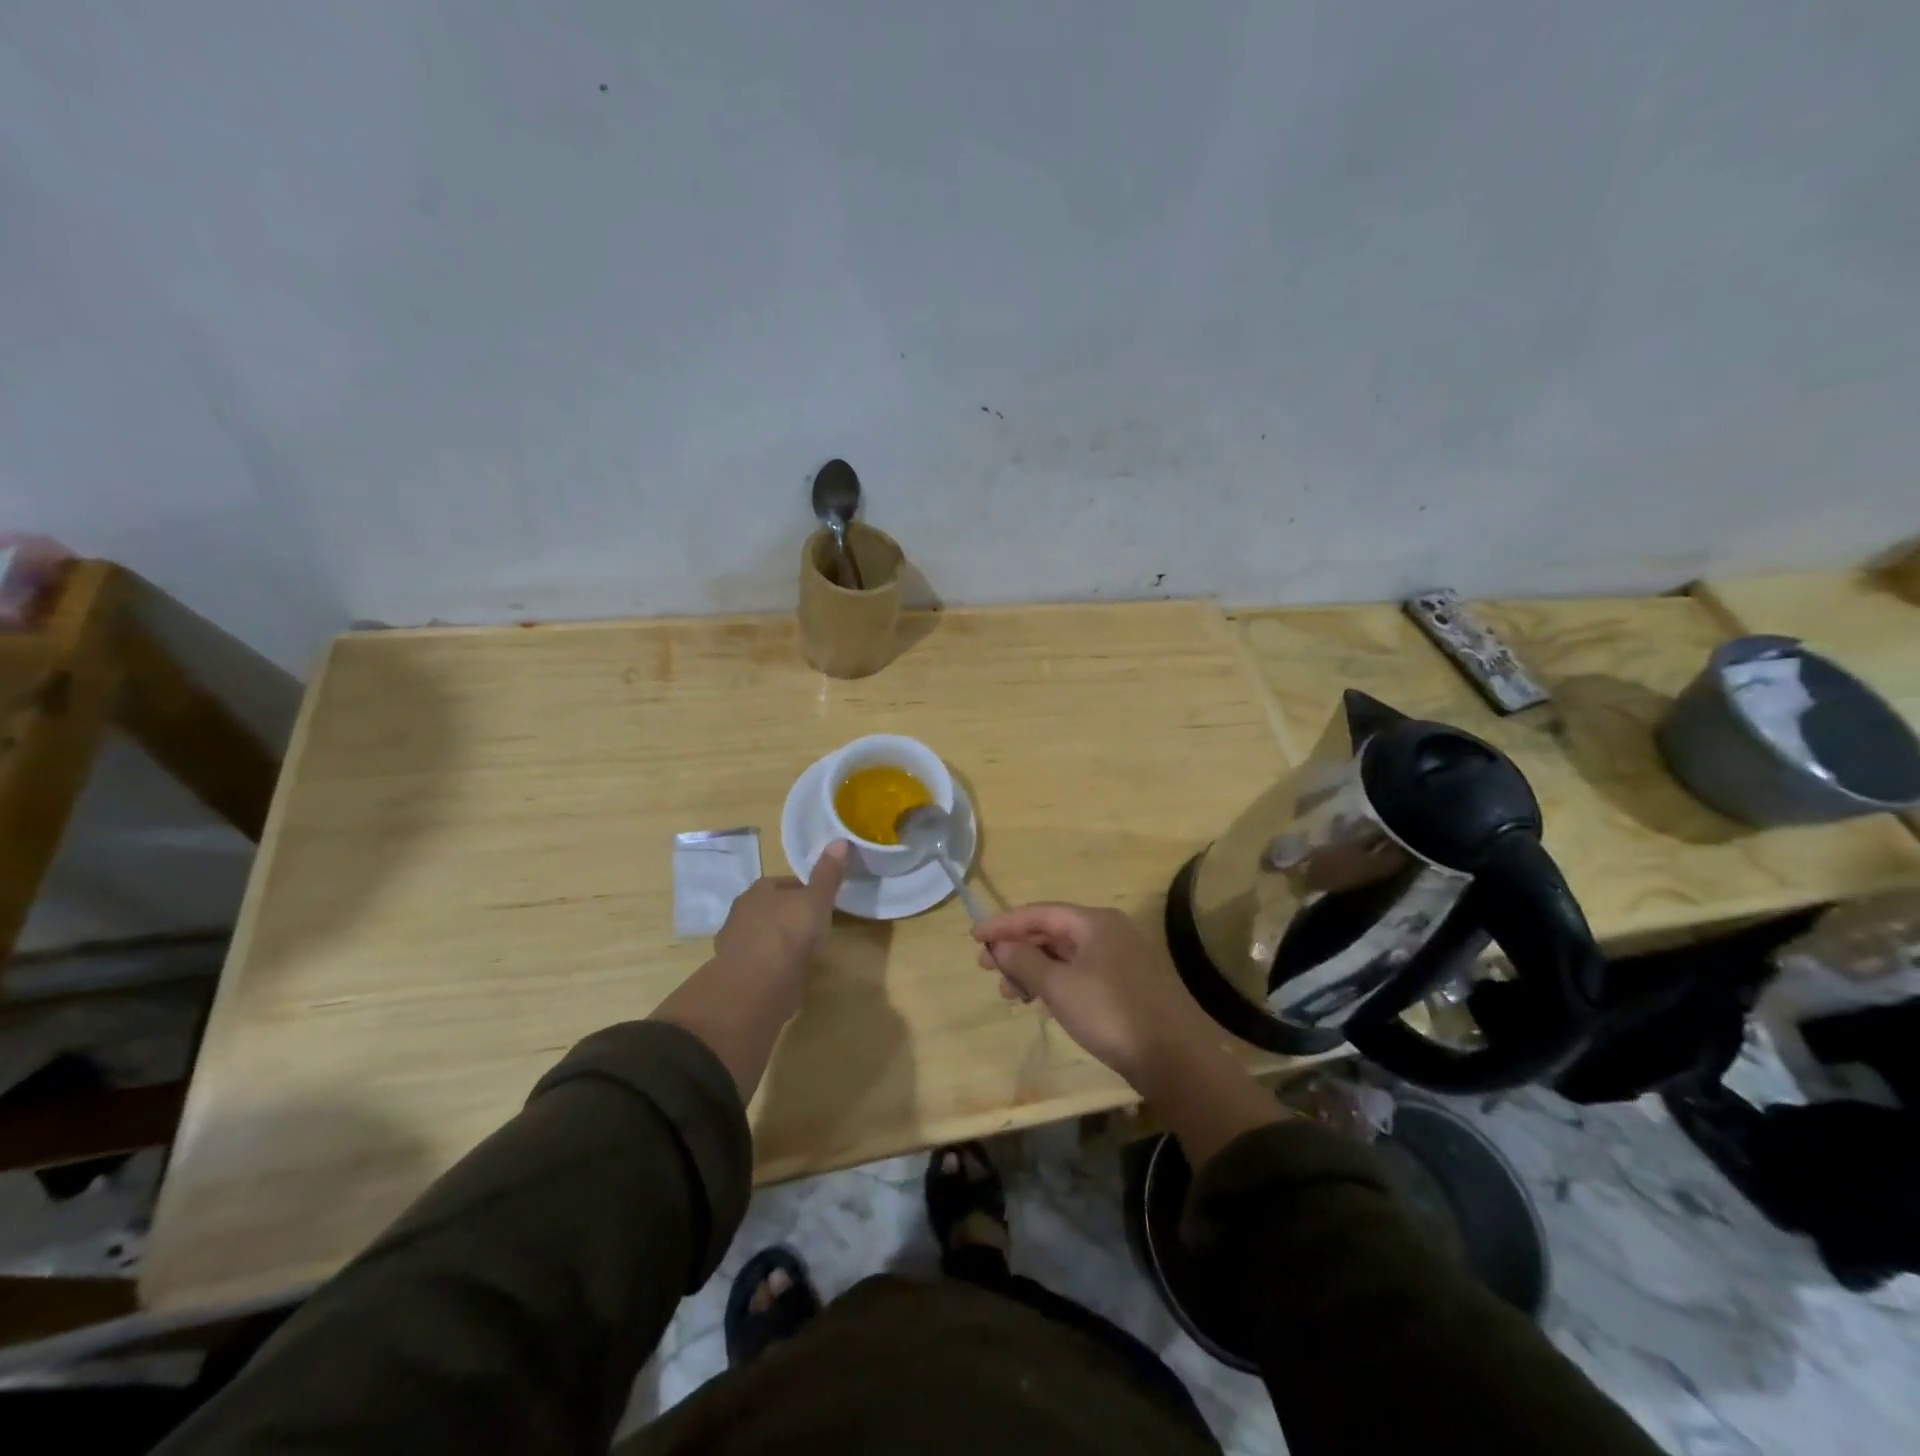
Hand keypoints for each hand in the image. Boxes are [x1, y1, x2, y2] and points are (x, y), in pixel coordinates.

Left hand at [713, 840, 849, 1016]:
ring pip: (763, 935)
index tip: (821, 903)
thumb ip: (827, 874)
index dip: (804, 892)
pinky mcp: (735, 973)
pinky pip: (759, 961)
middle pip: (771, 908)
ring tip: (802, 953)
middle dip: (789, 915)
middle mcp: (742, 912)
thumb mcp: (817, 900)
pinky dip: (771, 965)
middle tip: (813, 927)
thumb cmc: (790, 933)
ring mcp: (735, 943)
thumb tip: (839, 840)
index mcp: (760, 890)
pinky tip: (787, 974)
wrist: (757, 984)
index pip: (784, 884)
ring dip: (779, 941)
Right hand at [972, 903, 1215, 1085]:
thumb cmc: (1110, 1012)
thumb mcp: (1059, 986)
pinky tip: (1041, 1000)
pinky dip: (1055, 981)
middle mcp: (1109, 931)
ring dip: (1034, 968)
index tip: (973, 937)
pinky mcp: (1126, 984)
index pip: (1039, 912)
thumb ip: (1025, 961)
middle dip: (1017, 948)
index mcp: (1094, 922)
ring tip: (1010, 992)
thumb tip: (1001, 944)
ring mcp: (1120, 958)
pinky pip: (1080, 972)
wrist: (1174, 1057)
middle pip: (1052, 931)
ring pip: (1065, 954)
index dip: (1004, 924)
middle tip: (986, 967)